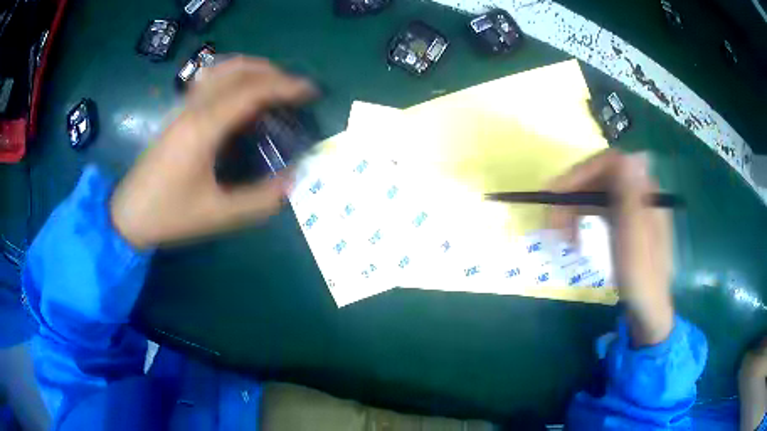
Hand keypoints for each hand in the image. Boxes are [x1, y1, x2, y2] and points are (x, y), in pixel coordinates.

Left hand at [110, 57, 315, 248]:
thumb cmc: (168, 215)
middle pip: (238, 70)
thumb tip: (293, 180)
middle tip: (294, 90)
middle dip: (273, 73)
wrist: (127, 215)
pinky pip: (209, 79)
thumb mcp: (217, 215)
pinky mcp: (177, 114)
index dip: (286, 86)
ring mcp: (183, 107)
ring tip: (273, 86)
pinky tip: (240, 93)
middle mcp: (193, 108)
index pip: (252, 90)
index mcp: (203, 128)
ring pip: (222, 69)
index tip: (311, 92)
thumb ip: (259, 200)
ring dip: (253, 69)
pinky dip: (233, 76)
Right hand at [548, 149, 673, 345]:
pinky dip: (583, 220)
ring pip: (596, 193)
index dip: (581, 173)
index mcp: (645, 191)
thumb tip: (631, 154)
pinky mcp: (625, 221)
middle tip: (551, 222)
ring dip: (574, 211)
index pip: (610, 163)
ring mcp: (632, 206)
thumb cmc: (641, 277)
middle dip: (572, 196)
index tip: (556, 193)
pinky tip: (575, 239)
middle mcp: (639, 192)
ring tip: (560, 237)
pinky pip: (599, 209)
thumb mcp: (635, 239)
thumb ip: (631, 196)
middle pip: (600, 177)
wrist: (648, 308)